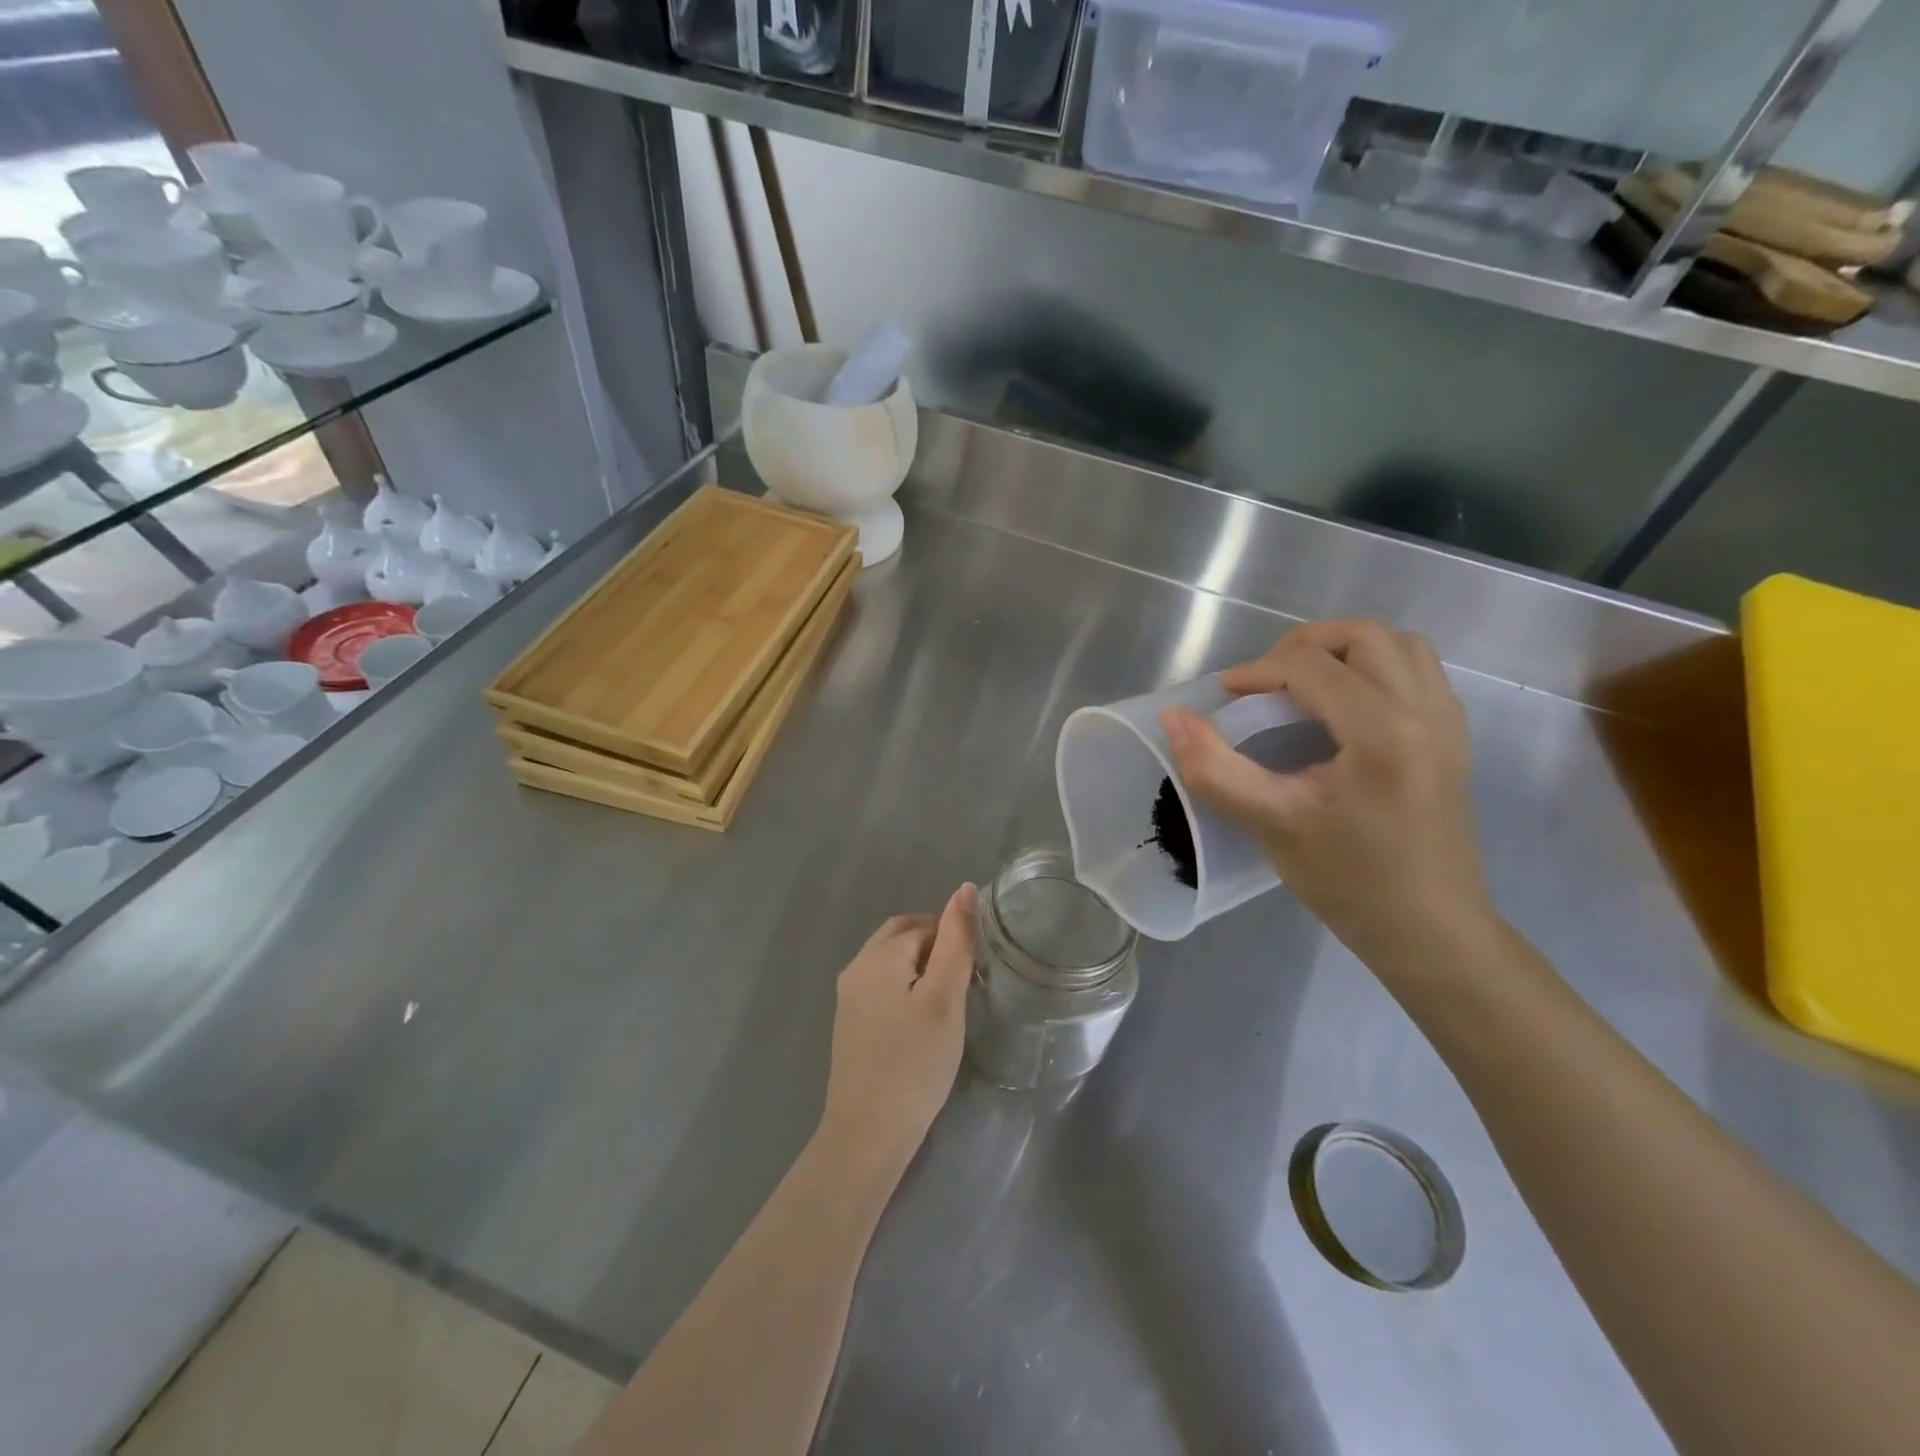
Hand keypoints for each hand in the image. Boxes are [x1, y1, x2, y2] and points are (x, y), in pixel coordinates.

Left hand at [819, 885, 978, 1175]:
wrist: (868, 1133)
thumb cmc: (914, 1063)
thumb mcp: (945, 998)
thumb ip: (956, 941)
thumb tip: (964, 888)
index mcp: (878, 955)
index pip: (924, 924)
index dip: (953, 941)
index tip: (974, 975)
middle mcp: (856, 967)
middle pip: (901, 936)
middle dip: (935, 947)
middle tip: (963, 983)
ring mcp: (848, 997)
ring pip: (891, 961)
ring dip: (920, 968)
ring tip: (947, 1004)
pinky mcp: (849, 1023)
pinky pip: (881, 986)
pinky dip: (905, 989)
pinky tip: (921, 1022)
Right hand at [1160, 621, 1494, 967]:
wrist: (1431, 932)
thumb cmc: (1350, 881)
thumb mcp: (1273, 824)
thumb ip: (1216, 769)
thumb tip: (1174, 718)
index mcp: (1382, 732)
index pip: (1311, 667)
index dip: (1257, 672)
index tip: (1223, 696)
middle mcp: (1424, 712)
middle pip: (1363, 636)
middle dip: (1303, 646)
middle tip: (1264, 682)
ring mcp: (1448, 723)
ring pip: (1399, 646)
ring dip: (1345, 650)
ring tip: (1304, 685)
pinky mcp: (1454, 739)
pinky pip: (1418, 673)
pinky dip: (1376, 669)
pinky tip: (1345, 708)